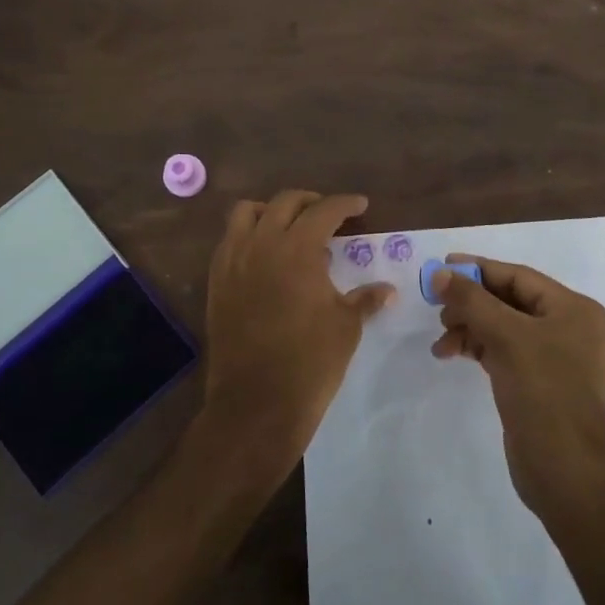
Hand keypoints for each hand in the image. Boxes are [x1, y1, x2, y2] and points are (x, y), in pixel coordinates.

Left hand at [197, 191, 393, 477]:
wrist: (256, 403)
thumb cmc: (310, 361)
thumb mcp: (346, 326)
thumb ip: (365, 299)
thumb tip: (387, 290)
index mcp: (298, 248)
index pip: (324, 210)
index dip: (345, 204)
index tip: (360, 205)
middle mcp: (262, 244)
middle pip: (285, 202)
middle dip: (310, 202)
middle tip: (329, 215)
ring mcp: (234, 261)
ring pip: (247, 213)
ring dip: (271, 211)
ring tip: (289, 227)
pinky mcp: (217, 281)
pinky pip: (229, 241)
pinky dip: (248, 235)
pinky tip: (265, 256)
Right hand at [430, 256, 604, 517]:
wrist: (565, 472)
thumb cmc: (543, 392)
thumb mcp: (506, 337)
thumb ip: (471, 300)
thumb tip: (439, 273)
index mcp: (572, 309)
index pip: (518, 277)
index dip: (478, 269)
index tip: (442, 266)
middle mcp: (567, 327)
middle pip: (509, 301)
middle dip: (471, 303)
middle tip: (437, 307)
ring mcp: (553, 357)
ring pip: (502, 327)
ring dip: (469, 327)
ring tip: (441, 339)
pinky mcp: (537, 383)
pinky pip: (503, 351)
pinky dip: (477, 348)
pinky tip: (451, 353)